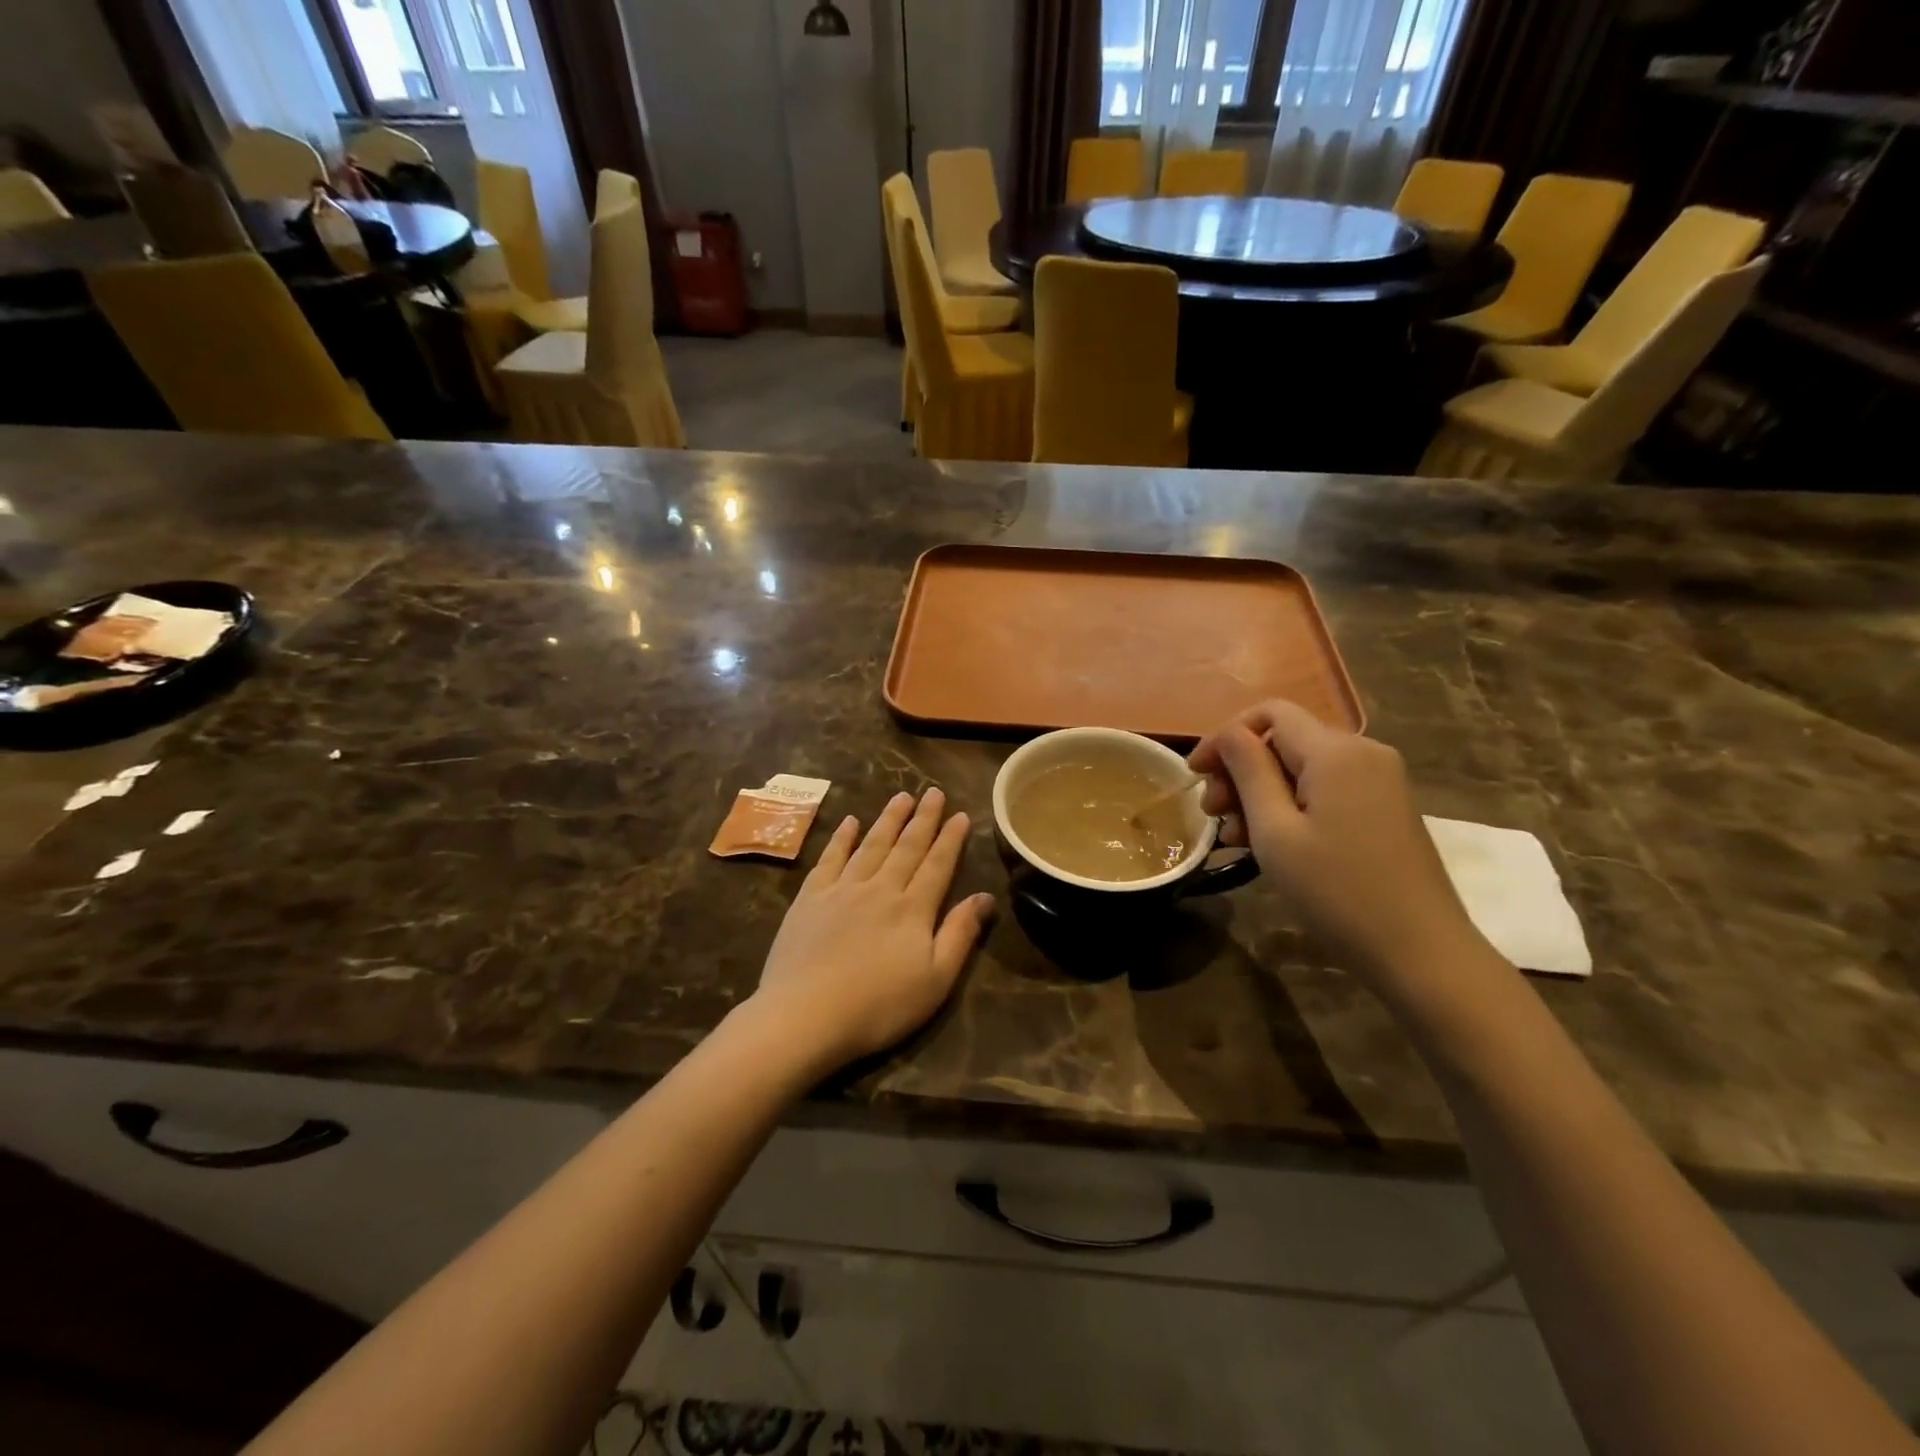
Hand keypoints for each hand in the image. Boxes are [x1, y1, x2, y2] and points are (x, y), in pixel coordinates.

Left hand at [750, 788, 994, 1071]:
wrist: (805, 1015)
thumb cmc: (878, 1006)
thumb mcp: (935, 980)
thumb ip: (960, 935)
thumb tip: (985, 897)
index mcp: (913, 909)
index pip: (938, 865)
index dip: (951, 839)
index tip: (960, 814)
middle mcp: (880, 888)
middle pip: (906, 847)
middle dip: (923, 818)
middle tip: (933, 792)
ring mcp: (842, 890)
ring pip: (871, 845)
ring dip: (888, 819)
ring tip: (901, 797)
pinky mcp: (810, 898)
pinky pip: (830, 858)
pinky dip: (842, 838)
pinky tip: (850, 822)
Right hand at [1189, 701, 1485, 982]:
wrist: (1421, 952)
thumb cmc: (1336, 891)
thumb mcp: (1275, 831)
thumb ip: (1249, 771)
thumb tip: (1230, 734)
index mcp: (1336, 751)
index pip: (1269, 713)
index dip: (1224, 737)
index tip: (1195, 775)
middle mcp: (1363, 752)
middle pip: (1285, 739)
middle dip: (1240, 770)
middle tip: (1213, 815)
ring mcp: (1380, 780)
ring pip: (1302, 766)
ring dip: (1261, 792)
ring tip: (1235, 837)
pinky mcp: (1385, 807)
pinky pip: (1326, 788)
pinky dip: (1291, 805)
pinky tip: (1271, 842)